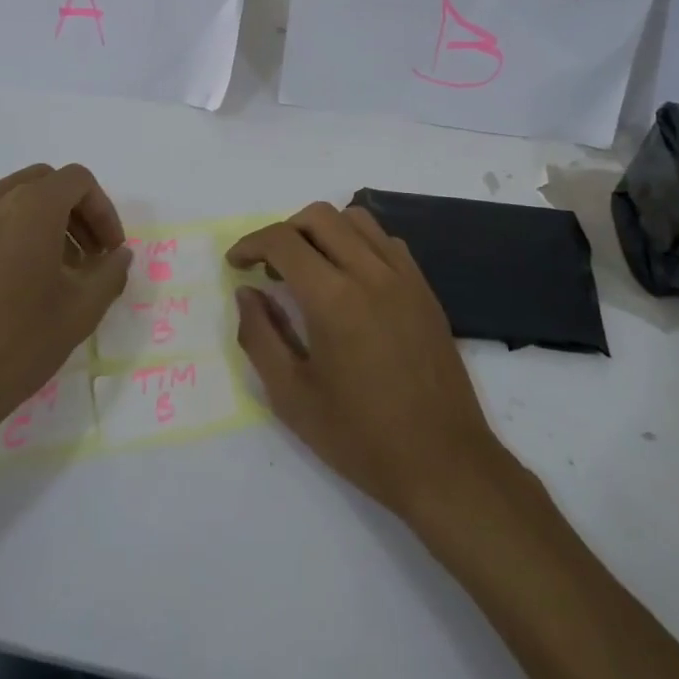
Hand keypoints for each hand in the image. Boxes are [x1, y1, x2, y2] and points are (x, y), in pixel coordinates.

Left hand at [0, 164, 130, 482]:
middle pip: (42, 183)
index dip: (103, 211)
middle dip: (71, 213)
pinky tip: (1, 285)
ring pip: (6, 201)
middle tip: (84, 258)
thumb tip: (117, 255)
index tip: (108, 251)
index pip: (78, 181)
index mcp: (29, 207)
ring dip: (35, 223)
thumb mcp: (80, 311)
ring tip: (43, 273)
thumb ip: (110, 272)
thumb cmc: (14, 346)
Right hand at [228, 202, 507, 520]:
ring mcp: (404, 277)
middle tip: (270, 268)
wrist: (442, 461)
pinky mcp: (424, 288)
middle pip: (319, 216)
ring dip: (323, 231)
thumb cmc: (360, 436)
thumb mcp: (291, 396)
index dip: (251, 244)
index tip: (236, 263)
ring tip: (309, 268)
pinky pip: (386, 241)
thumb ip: (260, 336)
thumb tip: (246, 293)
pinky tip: (350, 280)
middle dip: (284, 231)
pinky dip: (358, 242)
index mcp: (333, 299)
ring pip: (356, 219)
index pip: (283, 241)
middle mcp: (371, 273)